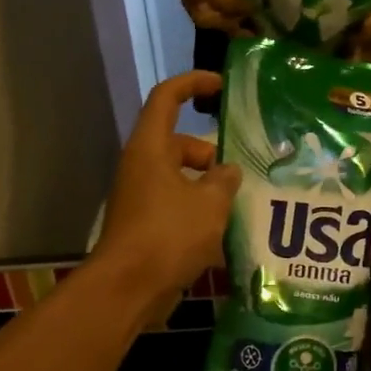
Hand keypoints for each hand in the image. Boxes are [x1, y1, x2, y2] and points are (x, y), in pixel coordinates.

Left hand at [93, 71, 241, 316]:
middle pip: (179, 143)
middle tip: (241, 172)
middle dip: (211, 153)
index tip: (221, 86)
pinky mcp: (145, 223)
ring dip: (208, 185)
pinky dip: (198, 209)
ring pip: (180, 177)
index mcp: (151, 149)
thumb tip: (229, 171)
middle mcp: (142, 167)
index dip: (192, 83)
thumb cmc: (169, 234)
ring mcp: (141, 196)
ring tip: (240, 203)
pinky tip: (225, 230)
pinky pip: (176, 203)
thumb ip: (225, 180)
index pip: (167, 98)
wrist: (129, 287)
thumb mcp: (210, 203)